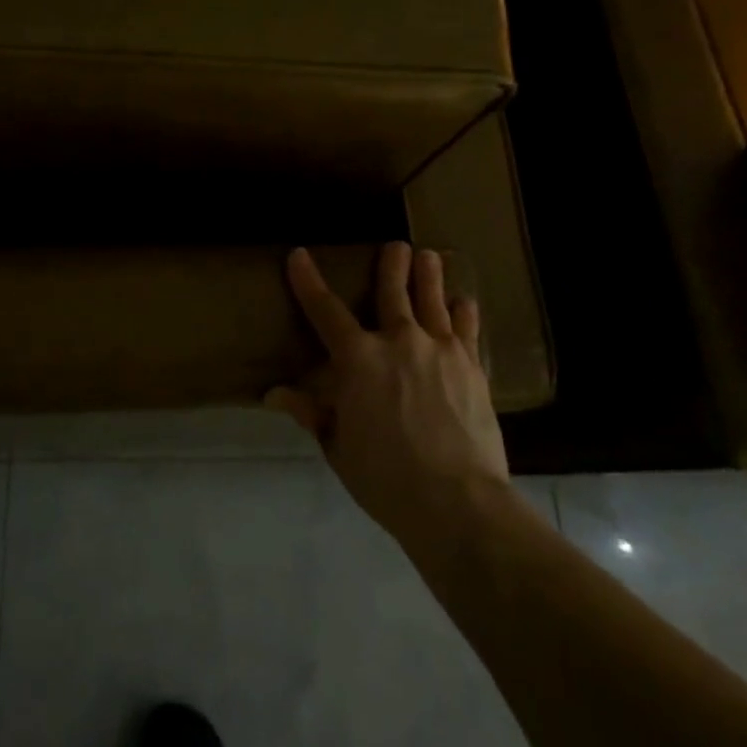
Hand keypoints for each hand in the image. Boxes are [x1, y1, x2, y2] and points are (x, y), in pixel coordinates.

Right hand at [266, 242, 508, 541]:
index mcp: (357, 360)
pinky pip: (466, 329)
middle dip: (392, 264)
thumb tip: (274, 393)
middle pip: (393, 291)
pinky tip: (464, 302)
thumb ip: (311, 412)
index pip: (324, 311)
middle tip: (396, 246)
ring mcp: (440, 351)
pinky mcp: (471, 367)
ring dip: (429, 275)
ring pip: (433, 300)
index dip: (308, 281)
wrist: (456, 500)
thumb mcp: (337, 447)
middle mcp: (398, 342)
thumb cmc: (384, 477)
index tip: (299, 255)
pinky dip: (462, 312)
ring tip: (430, 256)